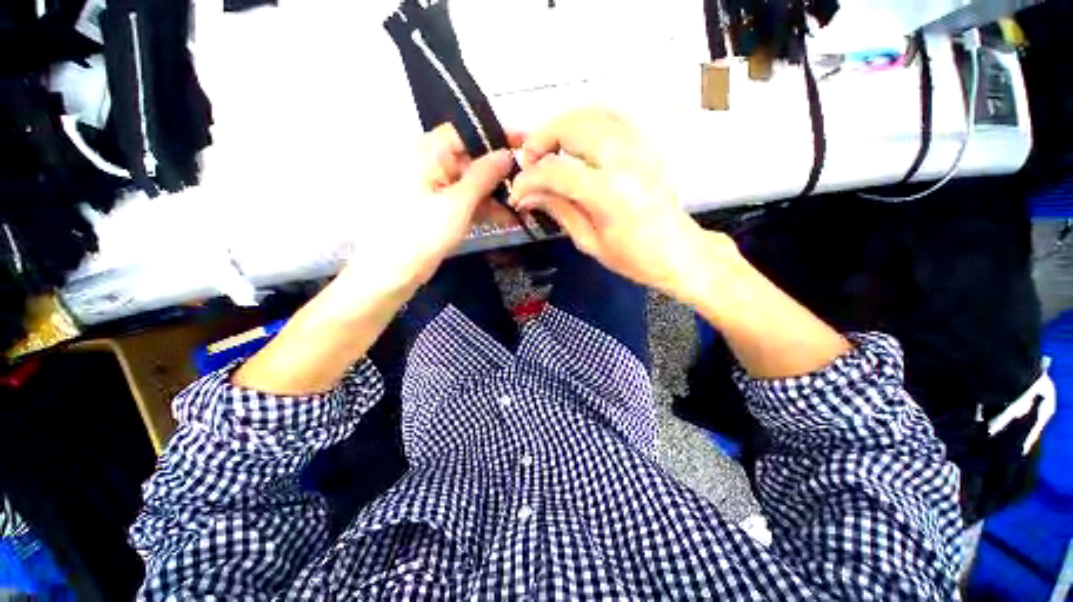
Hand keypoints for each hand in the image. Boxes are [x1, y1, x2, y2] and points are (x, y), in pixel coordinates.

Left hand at [338, 123, 516, 300]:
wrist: (395, 272)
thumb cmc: (422, 232)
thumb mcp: (458, 202)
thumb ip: (484, 176)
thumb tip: (507, 153)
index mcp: (428, 153)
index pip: (466, 132)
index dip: (495, 135)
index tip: (524, 144)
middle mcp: (433, 165)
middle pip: (473, 159)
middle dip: (501, 171)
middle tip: (530, 181)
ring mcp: (438, 189)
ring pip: (474, 183)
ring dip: (497, 194)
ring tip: (525, 204)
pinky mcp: (443, 209)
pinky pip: (468, 201)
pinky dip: (486, 208)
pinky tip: (509, 217)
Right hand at [508, 108, 736, 301]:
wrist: (679, 253)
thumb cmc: (635, 259)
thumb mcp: (590, 242)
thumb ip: (559, 211)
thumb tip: (528, 196)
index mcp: (610, 194)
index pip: (556, 171)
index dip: (529, 179)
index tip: (517, 192)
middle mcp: (625, 162)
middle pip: (572, 126)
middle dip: (540, 139)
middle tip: (528, 162)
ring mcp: (639, 149)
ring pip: (591, 113)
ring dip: (561, 125)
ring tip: (547, 149)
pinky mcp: (645, 147)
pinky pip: (611, 119)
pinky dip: (585, 122)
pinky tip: (574, 142)